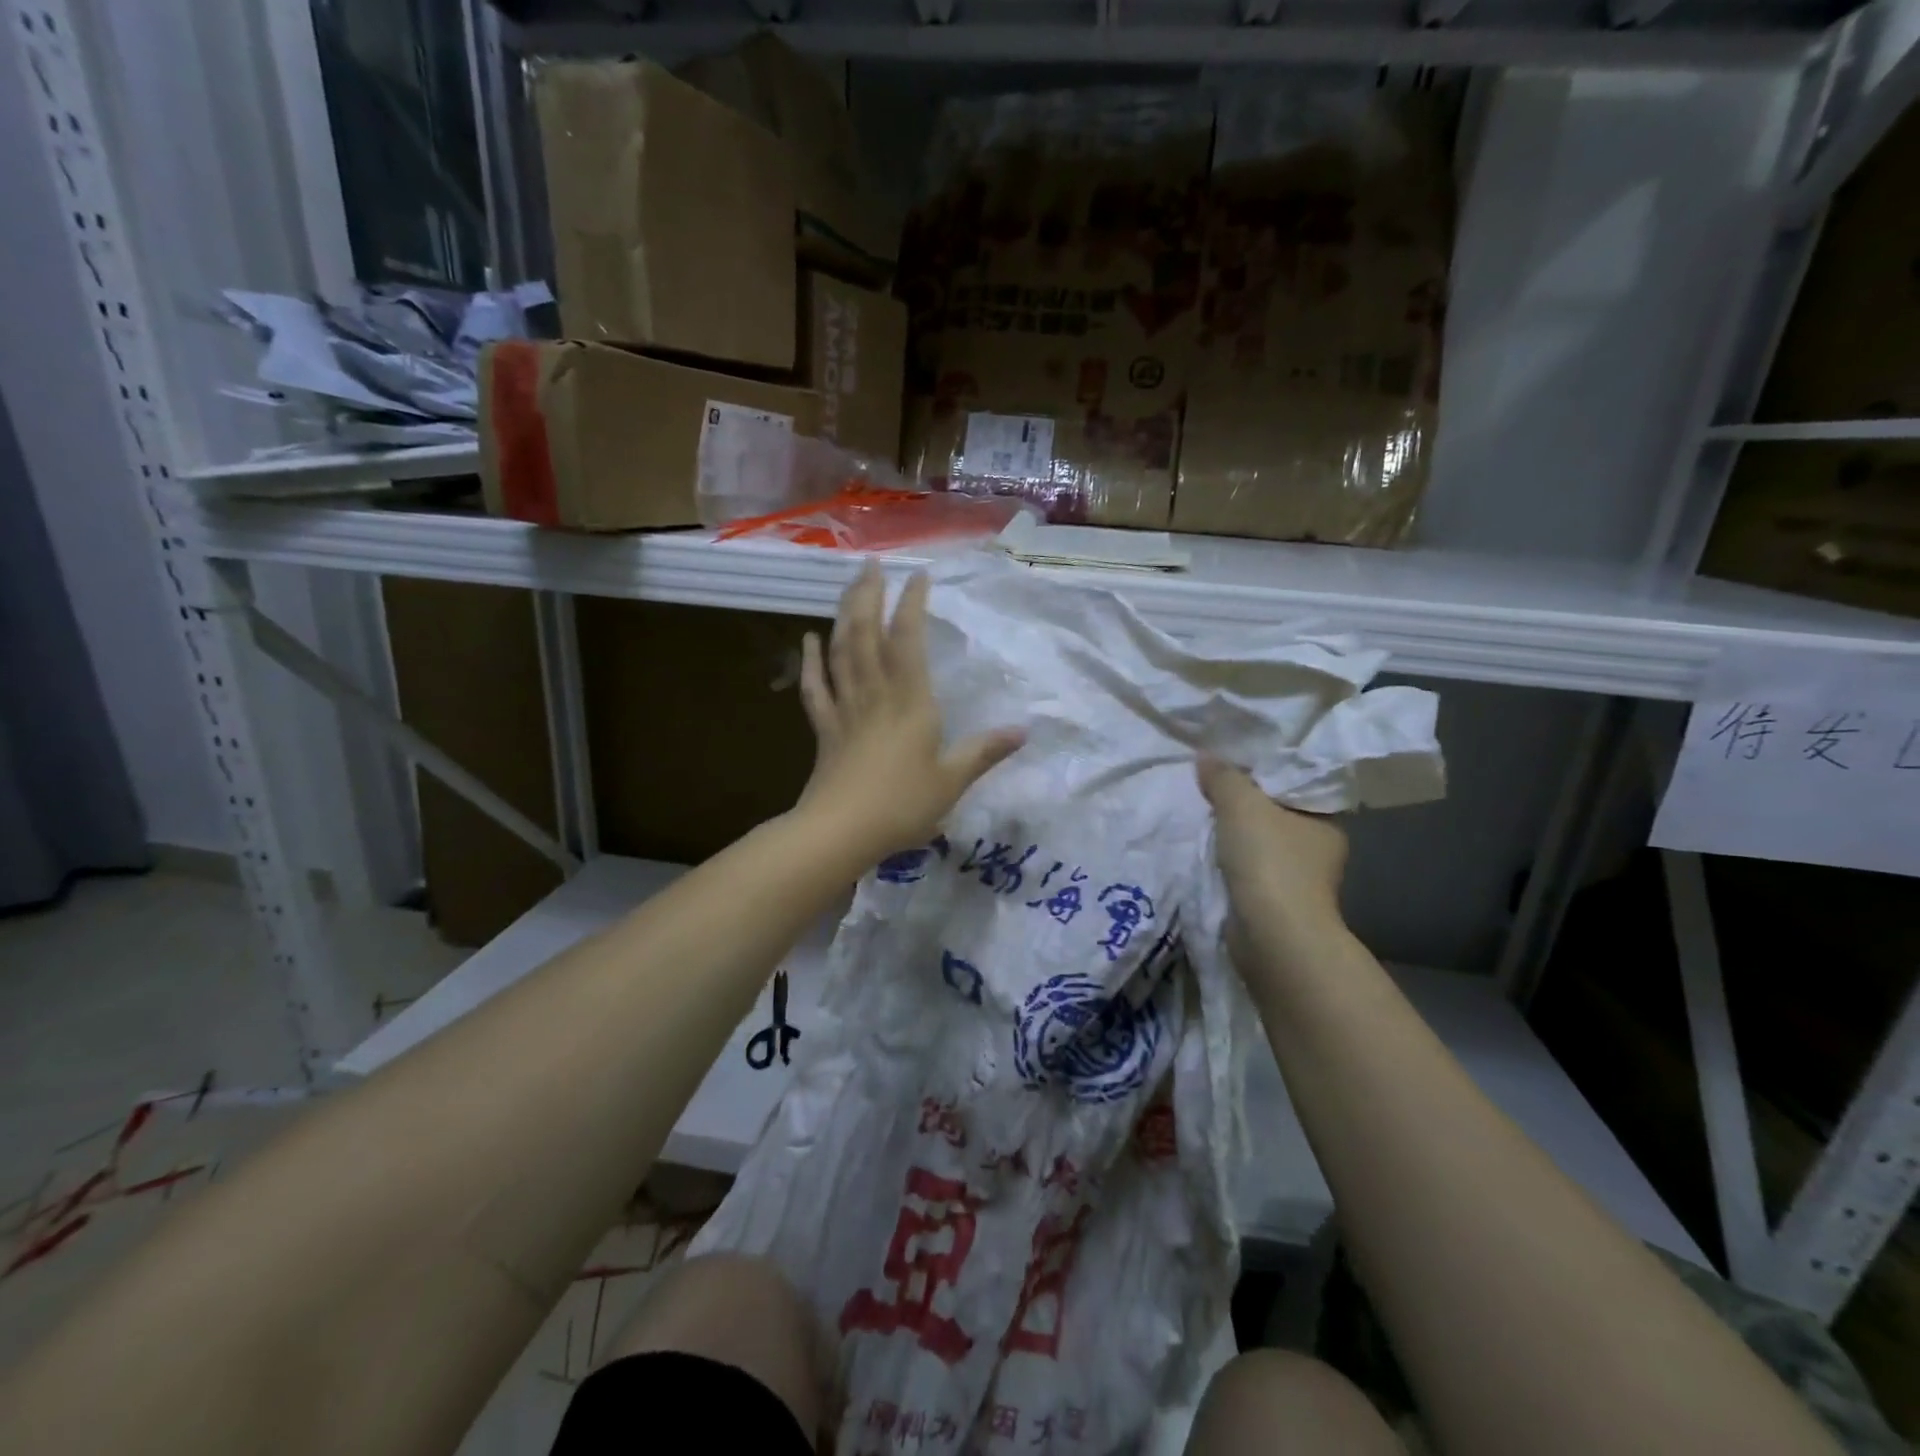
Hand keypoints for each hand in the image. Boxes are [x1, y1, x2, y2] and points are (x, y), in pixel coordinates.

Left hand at [796, 563, 1023, 859]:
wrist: (841, 832)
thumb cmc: (902, 806)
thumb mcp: (952, 781)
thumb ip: (985, 752)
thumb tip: (1024, 730)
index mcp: (910, 702)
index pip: (909, 641)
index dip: (911, 605)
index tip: (917, 576)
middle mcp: (876, 695)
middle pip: (866, 635)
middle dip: (868, 596)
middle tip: (870, 565)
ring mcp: (845, 710)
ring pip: (840, 653)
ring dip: (843, 616)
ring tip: (847, 588)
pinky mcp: (824, 729)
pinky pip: (815, 688)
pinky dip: (810, 662)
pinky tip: (808, 640)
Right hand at [1197, 755, 1348, 939]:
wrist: (1272, 936)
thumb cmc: (1270, 861)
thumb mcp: (1241, 805)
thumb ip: (1223, 777)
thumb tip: (1206, 755)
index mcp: (1327, 820)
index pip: (1296, 785)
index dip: (1266, 771)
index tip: (1235, 761)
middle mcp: (1320, 849)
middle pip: (1277, 814)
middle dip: (1247, 803)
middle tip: (1212, 783)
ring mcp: (1300, 880)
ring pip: (1263, 843)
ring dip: (1238, 835)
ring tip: (1204, 814)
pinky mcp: (1277, 903)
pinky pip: (1250, 869)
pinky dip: (1232, 861)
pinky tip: (1209, 851)